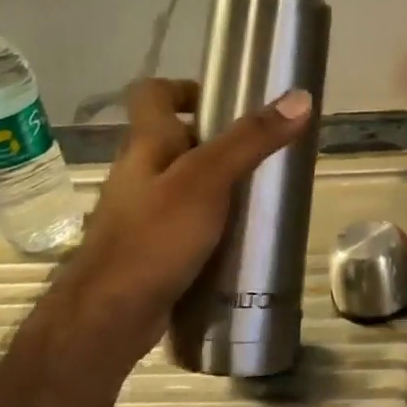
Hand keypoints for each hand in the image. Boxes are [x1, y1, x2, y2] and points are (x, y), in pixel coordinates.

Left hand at [56, 79, 312, 354]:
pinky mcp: (149, 250)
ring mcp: (140, 214)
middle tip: (262, 152)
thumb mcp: (208, 181)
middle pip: (174, 139)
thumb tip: (300, 96)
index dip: (184, 88)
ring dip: (216, 184)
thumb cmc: (154, 238)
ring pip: (181, 184)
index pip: (152, 94)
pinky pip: (183, 222)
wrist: (107, 319)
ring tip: (260, 195)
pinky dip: (210, 223)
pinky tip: (238, 238)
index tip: (225, 101)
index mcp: (145, 144)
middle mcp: (138, 173)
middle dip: (217, 141)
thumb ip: (251, 140)